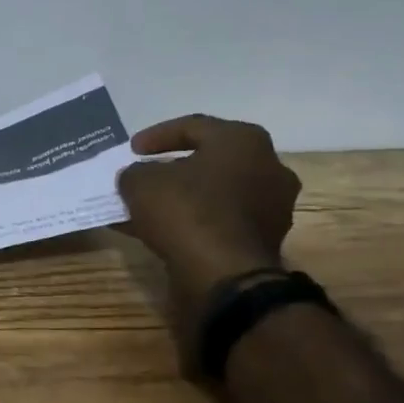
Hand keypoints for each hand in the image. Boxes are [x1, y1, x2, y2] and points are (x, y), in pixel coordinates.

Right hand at [116, 115, 301, 304]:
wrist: (224, 276)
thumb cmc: (186, 212)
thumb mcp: (141, 183)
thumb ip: (136, 172)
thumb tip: (139, 177)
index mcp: (243, 140)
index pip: (193, 126)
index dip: (156, 136)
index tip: (131, 150)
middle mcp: (267, 167)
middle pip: (209, 160)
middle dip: (173, 168)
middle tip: (145, 175)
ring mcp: (272, 206)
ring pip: (215, 193)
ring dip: (182, 198)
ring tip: (146, 208)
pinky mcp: (264, 240)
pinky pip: (221, 220)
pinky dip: (193, 222)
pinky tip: (160, 232)